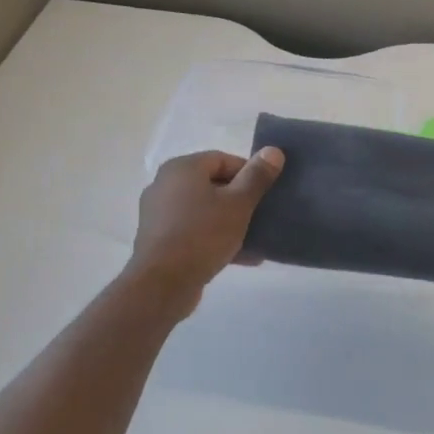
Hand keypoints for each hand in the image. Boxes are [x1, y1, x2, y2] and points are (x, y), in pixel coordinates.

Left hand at [126, 148, 283, 313]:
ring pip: (205, 211)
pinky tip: (241, 256)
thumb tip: (273, 150)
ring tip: (256, 239)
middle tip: (263, 214)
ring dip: (231, 222)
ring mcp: (160, 214)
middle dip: (241, 200)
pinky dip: (216, 239)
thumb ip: (257, 176)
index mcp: (182, 168)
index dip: (249, 173)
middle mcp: (166, 185)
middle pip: (213, 185)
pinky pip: (195, 231)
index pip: (223, 159)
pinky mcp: (160, 240)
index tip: (267, 192)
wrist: (163, 283)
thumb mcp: (238, 204)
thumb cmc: (203, 234)